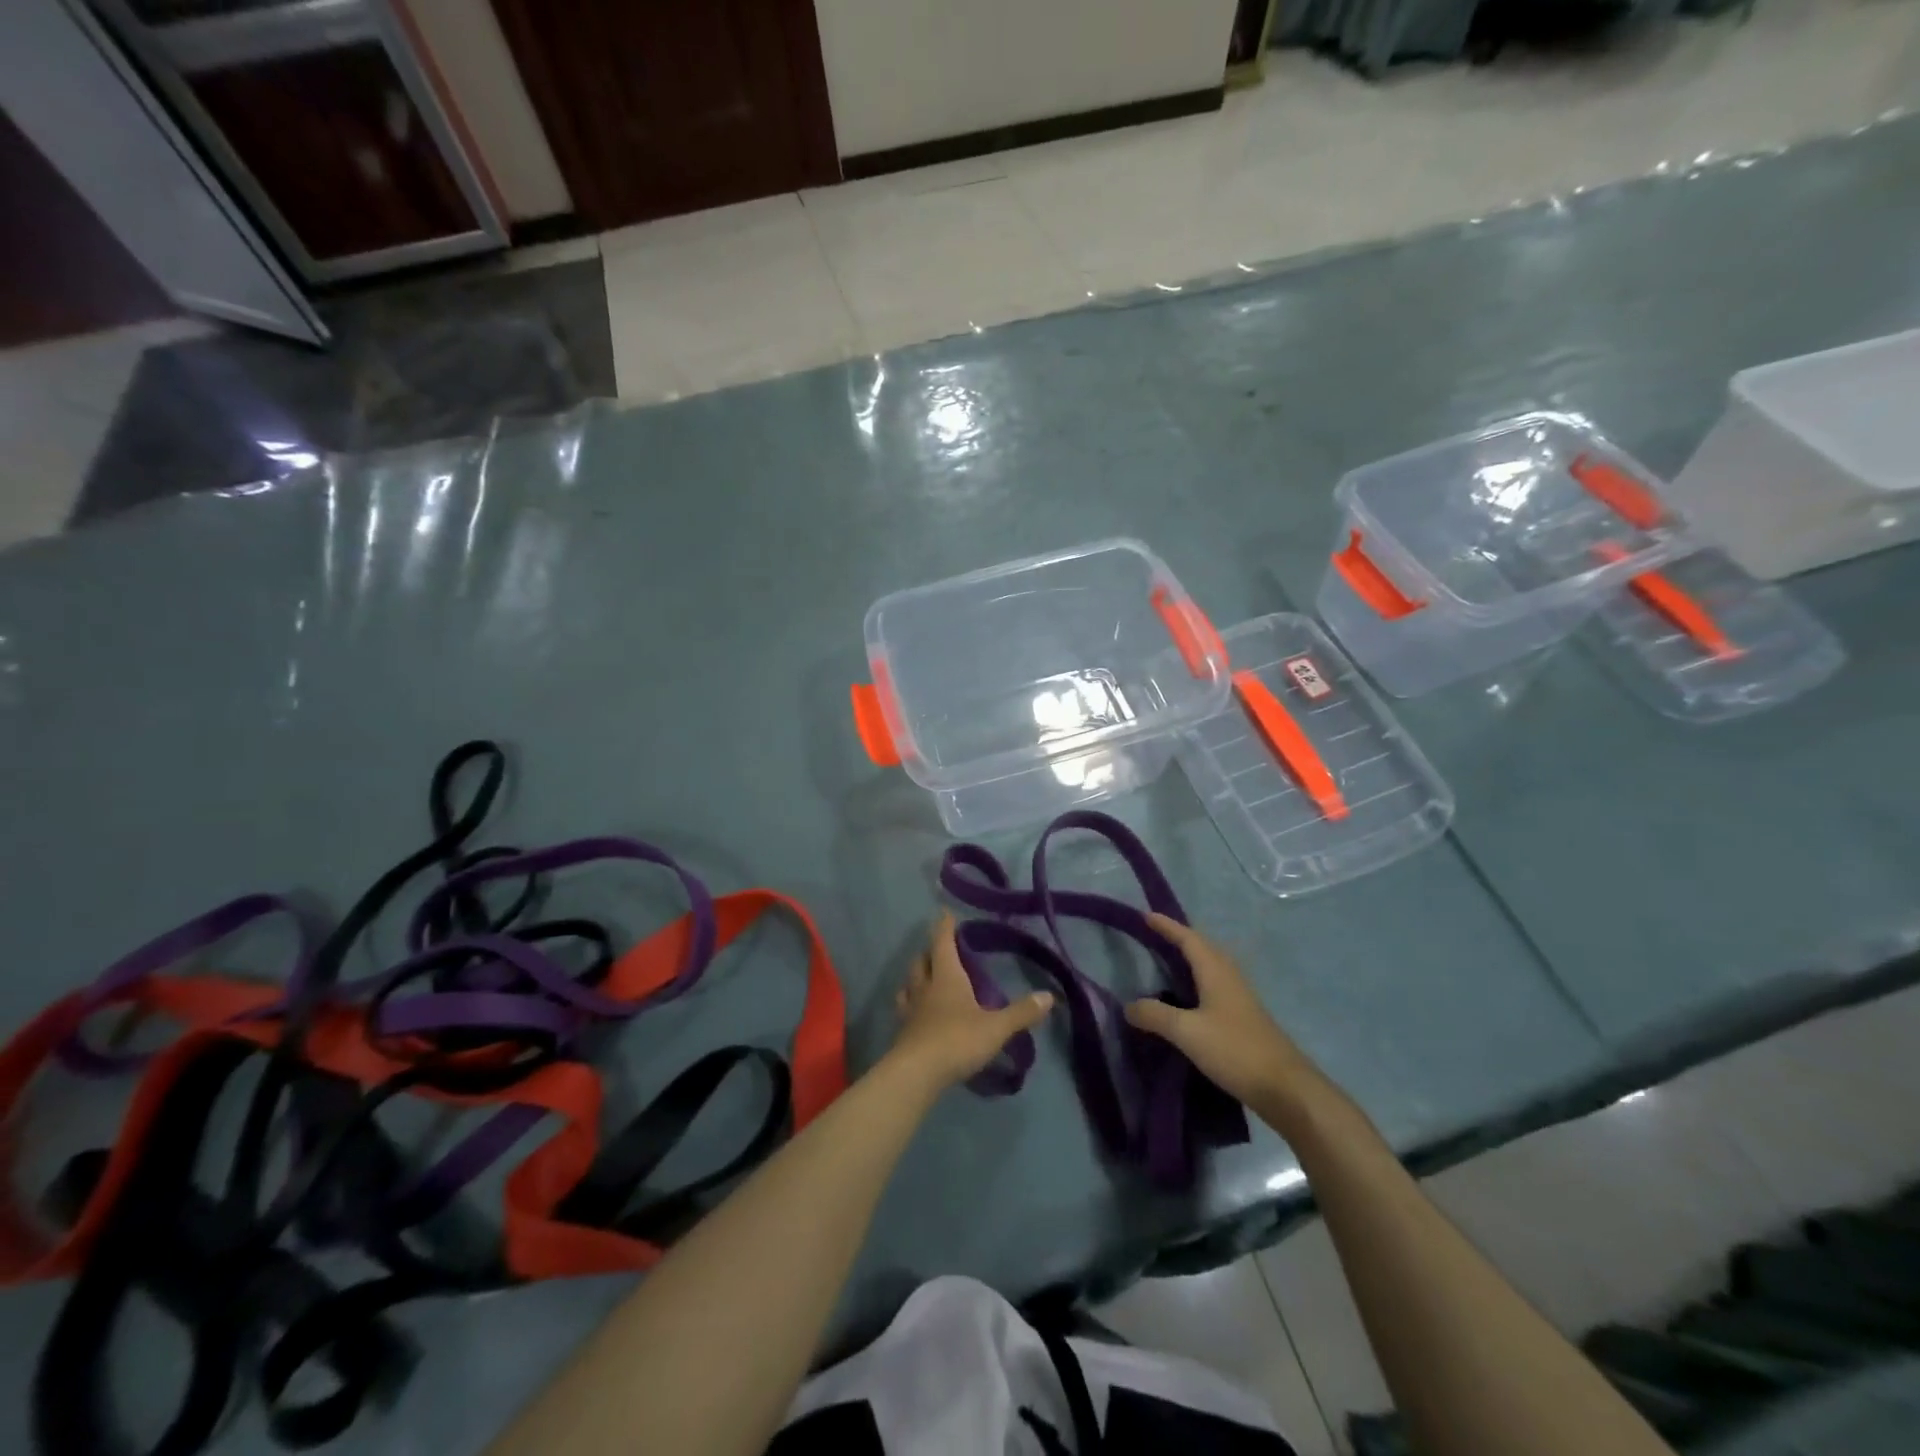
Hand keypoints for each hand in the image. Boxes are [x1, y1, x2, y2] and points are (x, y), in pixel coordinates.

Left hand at [888, 913, 1053, 1090]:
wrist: (916, 1074)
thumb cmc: (957, 1040)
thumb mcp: (996, 1027)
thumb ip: (1021, 1012)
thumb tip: (1049, 997)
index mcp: (946, 977)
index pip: (942, 943)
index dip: (944, 927)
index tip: (945, 913)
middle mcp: (924, 988)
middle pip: (921, 962)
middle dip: (929, 952)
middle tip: (938, 948)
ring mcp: (910, 1011)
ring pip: (909, 985)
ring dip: (916, 978)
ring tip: (924, 978)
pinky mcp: (903, 1033)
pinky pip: (905, 1010)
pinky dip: (911, 1005)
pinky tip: (918, 1014)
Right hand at [1124, 914, 1331, 1120]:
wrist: (1285, 1088)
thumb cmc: (1235, 1050)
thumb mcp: (1187, 1032)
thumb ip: (1155, 1015)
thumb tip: (1128, 1006)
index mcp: (1216, 972)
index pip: (1188, 939)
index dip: (1167, 926)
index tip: (1146, 915)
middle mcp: (1229, 977)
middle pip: (1202, 948)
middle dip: (1179, 938)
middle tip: (1153, 936)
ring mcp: (1239, 998)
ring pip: (1210, 967)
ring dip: (1189, 959)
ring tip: (1166, 962)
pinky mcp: (1243, 1018)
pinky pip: (1214, 987)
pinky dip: (1196, 982)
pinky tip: (1186, 999)